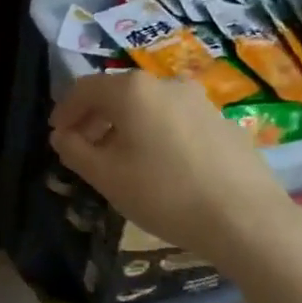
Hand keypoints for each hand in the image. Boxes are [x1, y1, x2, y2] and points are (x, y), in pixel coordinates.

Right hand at [50, 71, 291, 267]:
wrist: (244, 217)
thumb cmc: (164, 194)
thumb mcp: (106, 176)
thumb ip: (75, 150)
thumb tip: (62, 135)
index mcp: (133, 91)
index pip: (85, 88)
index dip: (65, 110)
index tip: (57, 136)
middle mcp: (166, 84)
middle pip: (118, 94)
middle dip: (95, 118)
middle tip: (83, 148)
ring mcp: (199, 100)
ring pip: (149, 107)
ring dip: (126, 127)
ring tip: (120, 160)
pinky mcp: (222, 121)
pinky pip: (175, 120)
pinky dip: (155, 134)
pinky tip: (160, 166)